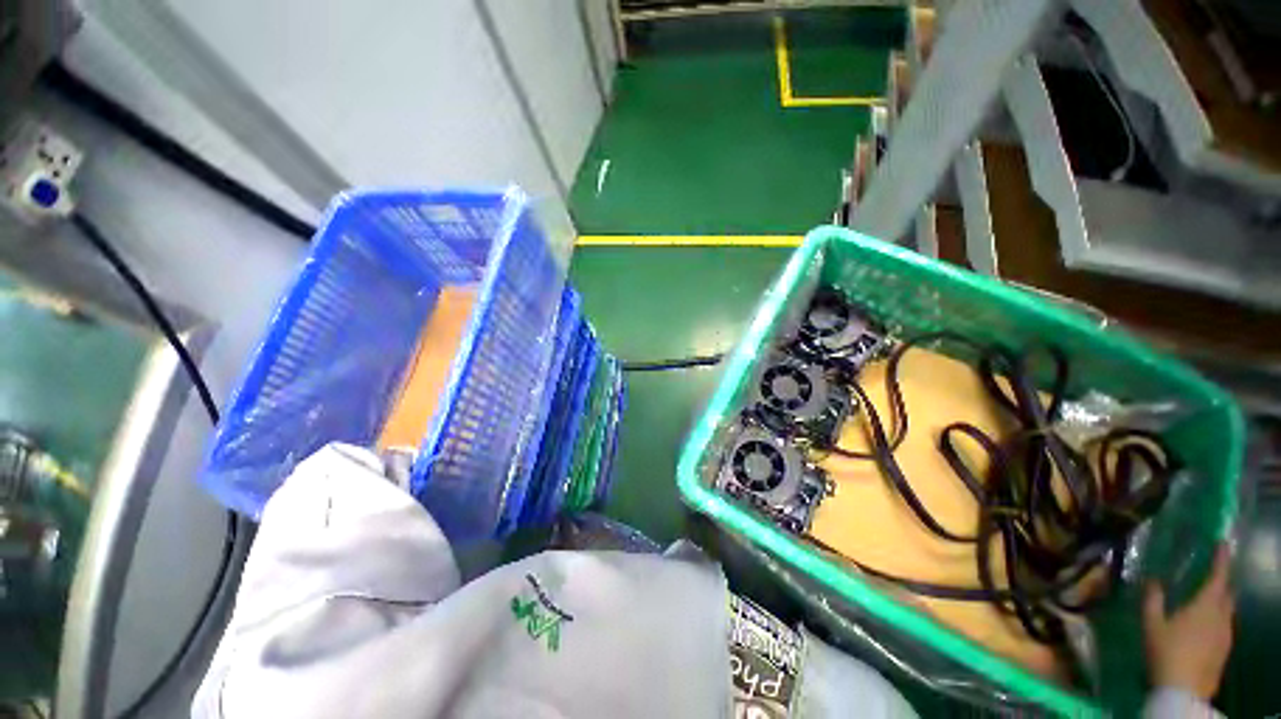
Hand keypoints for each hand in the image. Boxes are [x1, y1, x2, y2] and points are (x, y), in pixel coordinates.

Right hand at [1142, 544, 1234, 699]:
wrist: (1183, 689)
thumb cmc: (1166, 651)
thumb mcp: (1152, 624)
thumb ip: (1153, 599)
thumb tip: (1153, 579)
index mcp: (1206, 604)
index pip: (1219, 575)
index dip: (1221, 558)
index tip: (1222, 542)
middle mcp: (1222, 615)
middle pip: (1228, 593)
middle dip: (1222, 581)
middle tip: (1212, 573)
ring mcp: (1226, 634)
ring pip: (1228, 610)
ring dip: (1220, 601)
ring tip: (1207, 598)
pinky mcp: (1225, 647)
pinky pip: (1225, 625)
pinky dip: (1218, 618)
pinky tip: (1206, 626)